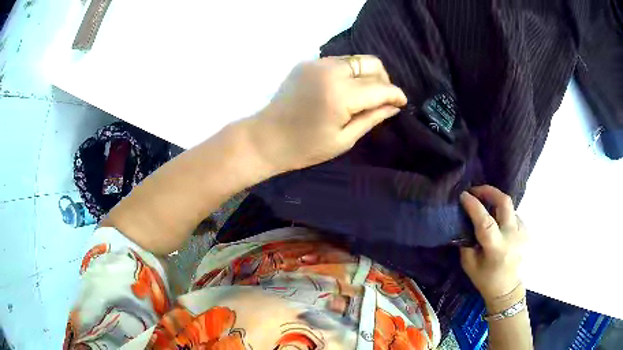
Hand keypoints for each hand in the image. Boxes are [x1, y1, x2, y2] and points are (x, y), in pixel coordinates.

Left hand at [248, 56, 406, 172]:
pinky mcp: (307, 63)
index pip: (380, 87)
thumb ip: (372, 118)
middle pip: (371, 63)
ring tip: (364, 94)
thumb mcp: (344, 139)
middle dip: (384, 80)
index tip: (402, 103)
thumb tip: (394, 107)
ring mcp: (317, 63)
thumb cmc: (305, 147)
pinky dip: (349, 72)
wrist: (266, 138)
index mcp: (341, 94)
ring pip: (355, 59)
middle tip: (382, 98)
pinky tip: (343, 89)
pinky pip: (338, 61)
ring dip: (366, 74)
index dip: (396, 95)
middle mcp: (330, 71)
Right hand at [459, 185, 527, 302]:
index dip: (474, 206)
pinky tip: (497, 223)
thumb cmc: (486, 279)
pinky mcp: (526, 230)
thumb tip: (463, 221)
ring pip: (508, 207)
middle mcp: (512, 236)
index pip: (486, 221)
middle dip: (489, 191)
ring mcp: (522, 232)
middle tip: (476, 190)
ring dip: (495, 203)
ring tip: (485, 207)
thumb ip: (466, 242)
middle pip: (504, 202)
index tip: (463, 195)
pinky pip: (512, 215)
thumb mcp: (469, 264)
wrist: (508, 288)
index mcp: (496, 248)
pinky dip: (502, 214)